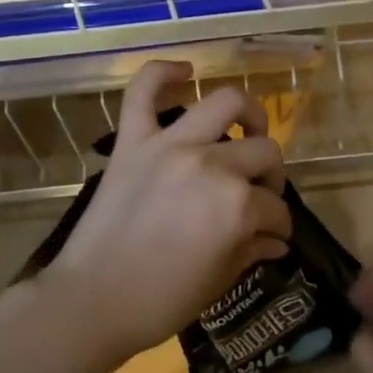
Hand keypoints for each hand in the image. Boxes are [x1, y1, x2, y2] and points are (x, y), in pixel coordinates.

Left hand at [40, 61, 291, 363]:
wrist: (92, 301)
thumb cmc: (162, 301)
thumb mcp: (219, 281)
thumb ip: (252, 251)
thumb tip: (276, 242)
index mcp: (237, 206)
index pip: (275, 209)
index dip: (280, 226)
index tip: (274, 237)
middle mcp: (211, 165)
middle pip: (263, 153)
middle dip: (272, 178)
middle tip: (261, 196)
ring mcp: (170, 146)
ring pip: (224, 104)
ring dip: (247, 114)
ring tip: (248, 131)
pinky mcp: (133, 142)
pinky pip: (142, 92)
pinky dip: (163, 73)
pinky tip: (185, 70)